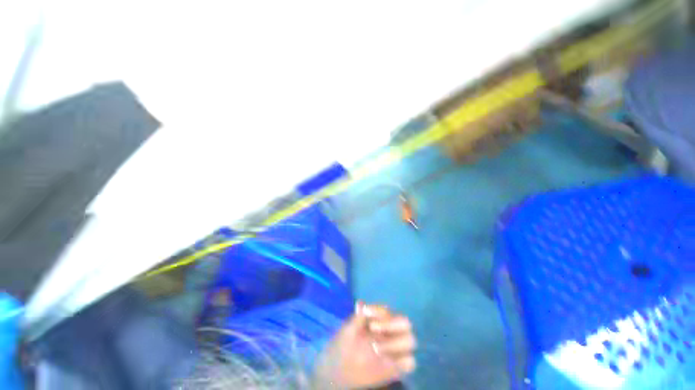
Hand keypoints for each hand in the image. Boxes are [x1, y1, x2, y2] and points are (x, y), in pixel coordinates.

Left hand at [314, 302, 416, 388]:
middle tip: (373, 328)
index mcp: (379, 321)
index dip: (380, 310)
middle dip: (391, 324)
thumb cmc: (343, 345)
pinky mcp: (396, 368)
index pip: (388, 311)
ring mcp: (394, 350)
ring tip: (375, 347)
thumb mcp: (347, 330)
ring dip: (395, 342)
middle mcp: (390, 333)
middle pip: (405, 323)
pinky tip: (388, 362)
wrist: (338, 371)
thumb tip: (361, 303)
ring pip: (410, 340)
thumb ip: (357, 318)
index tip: (366, 312)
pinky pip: (410, 363)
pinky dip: (404, 361)